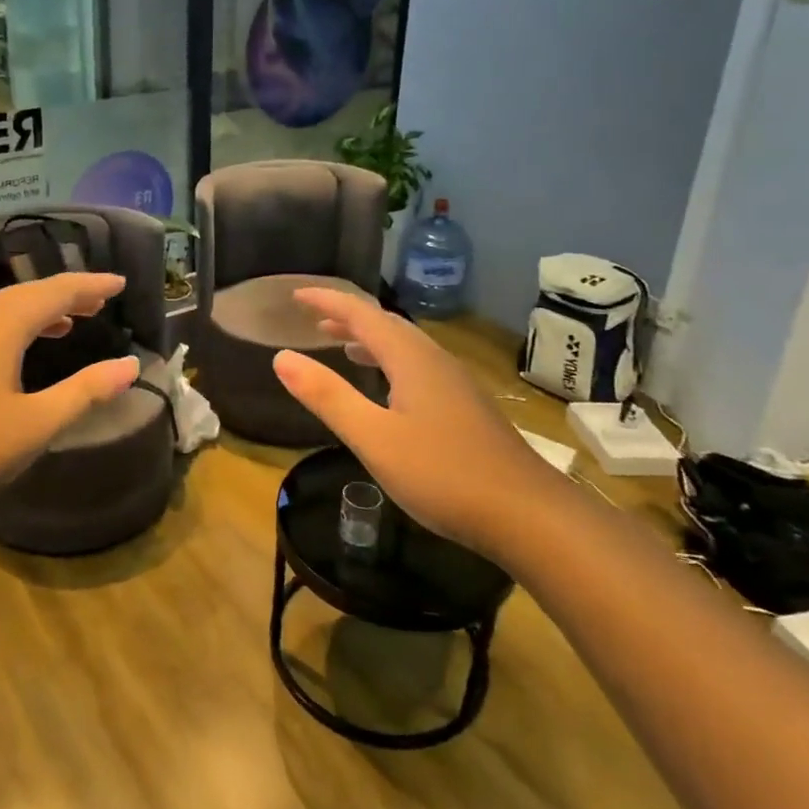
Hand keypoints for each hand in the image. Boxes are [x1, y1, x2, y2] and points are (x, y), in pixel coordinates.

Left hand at [0, 273, 138, 513]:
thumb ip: (84, 391)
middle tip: (99, 302)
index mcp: (2, 324)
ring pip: (2, 308)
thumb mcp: (34, 425)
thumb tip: (130, 365)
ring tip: (68, 322)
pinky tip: (15, 352)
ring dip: (39, 310)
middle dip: (67, 295)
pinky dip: (13, 326)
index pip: (58, 291)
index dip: (92, 286)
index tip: (121, 285)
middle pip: (28, 294)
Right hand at [272, 290, 559, 549]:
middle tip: (313, 321)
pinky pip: (418, 366)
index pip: (361, 314)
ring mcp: (455, 383)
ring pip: (405, 346)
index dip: (327, 301)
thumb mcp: (373, 438)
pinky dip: (389, 363)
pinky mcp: (466, 406)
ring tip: (340, 347)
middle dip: (347, 318)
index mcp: (410, 358)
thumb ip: (327, 396)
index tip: (295, 295)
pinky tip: (386, 390)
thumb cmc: (443, 474)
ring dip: (369, 340)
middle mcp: (434, 360)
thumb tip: (282, 357)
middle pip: (385, 324)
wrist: (527, 514)